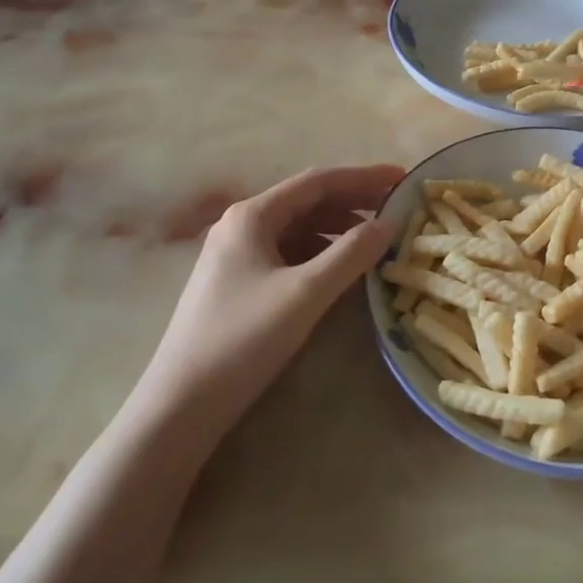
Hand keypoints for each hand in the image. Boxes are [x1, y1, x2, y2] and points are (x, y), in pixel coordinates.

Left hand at [132, 164, 403, 437]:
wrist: (180, 406)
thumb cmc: (243, 339)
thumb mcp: (305, 294)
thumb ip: (351, 254)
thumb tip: (388, 223)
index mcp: (252, 215)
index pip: (318, 181)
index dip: (364, 177)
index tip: (402, 179)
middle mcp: (241, 226)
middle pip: (307, 202)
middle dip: (353, 203)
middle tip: (395, 210)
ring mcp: (236, 256)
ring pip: (298, 230)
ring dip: (337, 231)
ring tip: (375, 242)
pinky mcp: (237, 284)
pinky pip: (288, 255)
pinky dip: (319, 255)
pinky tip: (340, 272)